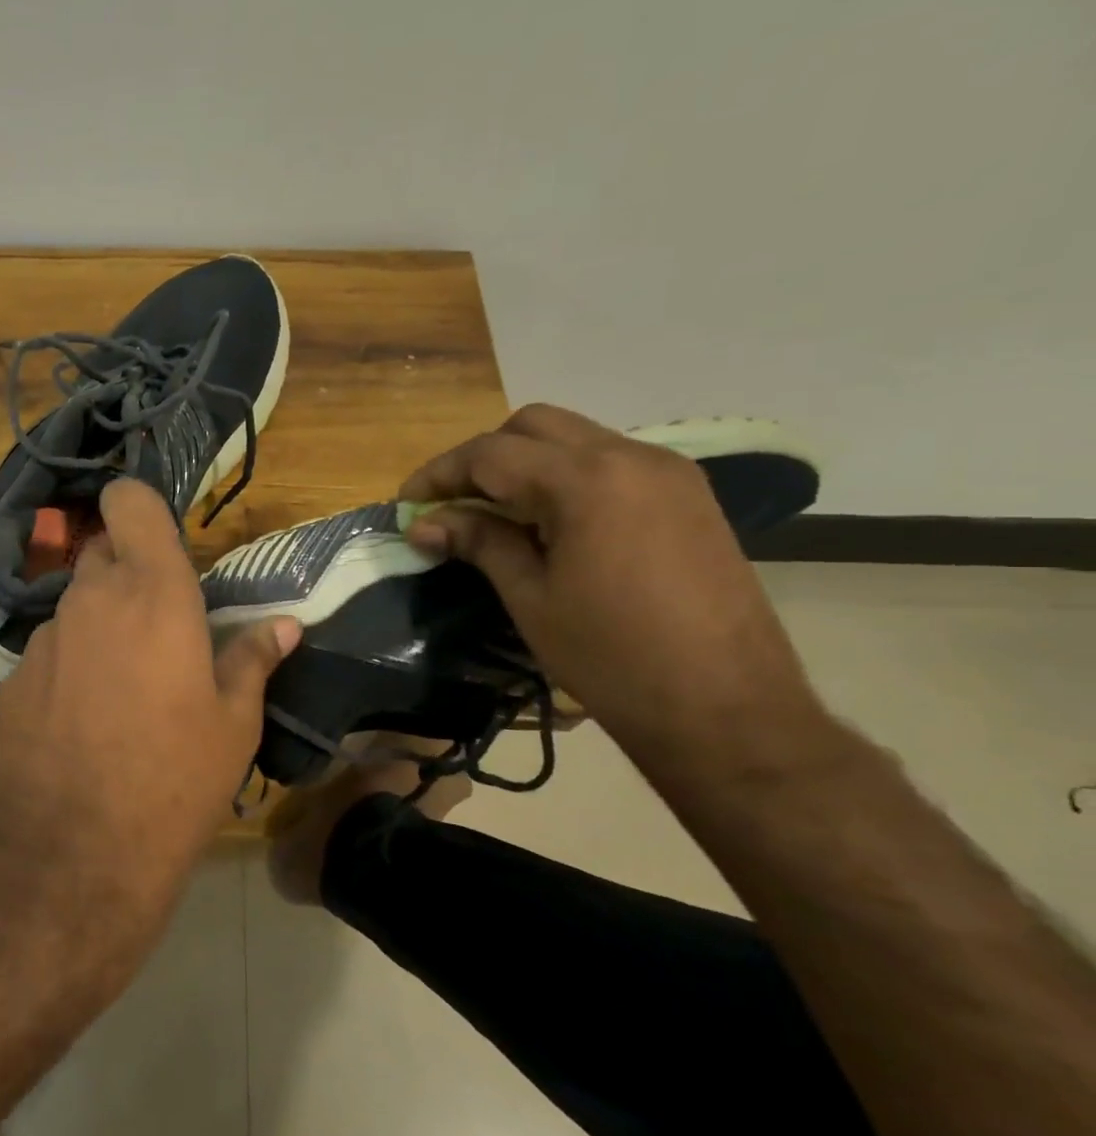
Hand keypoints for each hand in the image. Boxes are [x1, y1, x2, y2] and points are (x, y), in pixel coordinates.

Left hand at [0, 478, 299, 970]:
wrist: (75, 853)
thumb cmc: (174, 780)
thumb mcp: (233, 724)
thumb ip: (254, 660)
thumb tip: (285, 626)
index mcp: (154, 593)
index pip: (130, 502)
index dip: (139, 505)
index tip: (159, 537)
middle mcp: (91, 599)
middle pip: (103, 551)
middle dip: (129, 571)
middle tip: (159, 625)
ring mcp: (45, 637)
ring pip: (76, 603)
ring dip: (101, 622)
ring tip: (126, 682)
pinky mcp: (13, 676)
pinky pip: (51, 648)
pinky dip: (72, 662)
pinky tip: (85, 716)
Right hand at [400, 405, 836, 779]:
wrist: (728, 709)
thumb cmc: (612, 657)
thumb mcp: (531, 598)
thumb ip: (479, 542)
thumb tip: (424, 523)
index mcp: (587, 480)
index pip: (491, 453)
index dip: (440, 474)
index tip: (407, 503)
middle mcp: (631, 456)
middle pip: (534, 426)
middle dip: (483, 457)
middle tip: (453, 504)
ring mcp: (668, 473)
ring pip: (575, 439)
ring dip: (526, 464)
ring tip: (496, 514)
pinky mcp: (689, 497)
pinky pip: (610, 463)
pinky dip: (567, 477)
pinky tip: (550, 523)